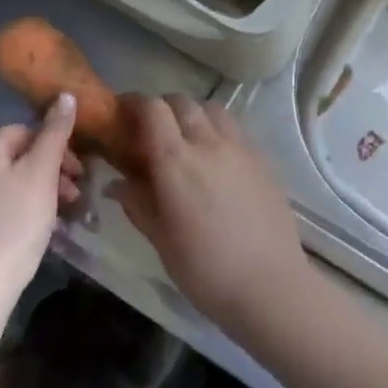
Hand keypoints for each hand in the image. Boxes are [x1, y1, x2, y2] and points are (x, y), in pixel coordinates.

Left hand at [0, 95, 82, 296]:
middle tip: (77, 192)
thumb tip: (66, 94)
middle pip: (21, 157)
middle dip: (54, 170)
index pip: (25, 131)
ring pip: (16, 183)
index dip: (56, 144)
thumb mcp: (42, 171)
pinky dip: (29, 210)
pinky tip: (46, 228)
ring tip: (67, 213)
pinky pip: (7, 206)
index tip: (79, 168)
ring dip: (45, 191)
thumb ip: (56, 132)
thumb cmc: (16, 219)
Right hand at [107, 95, 312, 329]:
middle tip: (152, 132)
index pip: (152, 109)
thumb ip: (137, 203)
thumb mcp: (161, 239)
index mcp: (176, 160)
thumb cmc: (205, 269)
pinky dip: (217, 130)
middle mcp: (208, 143)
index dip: (135, 104)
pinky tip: (216, 158)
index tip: (123, 116)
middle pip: (182, 102)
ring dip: (193, 115)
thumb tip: (116, 184)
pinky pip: (234, 129)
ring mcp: (240, 148)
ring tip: (187, 140)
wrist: (270, 285)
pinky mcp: (262, 159)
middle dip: (162, 109)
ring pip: (211, 109)